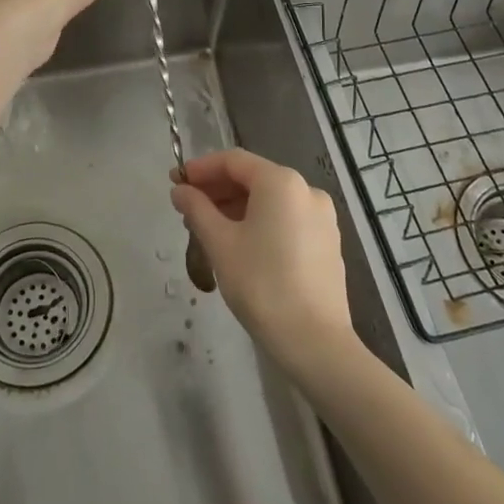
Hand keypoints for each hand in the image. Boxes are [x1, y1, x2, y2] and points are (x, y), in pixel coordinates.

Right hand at [171, 149, 352, 373]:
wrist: (315, 341)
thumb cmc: (261, 284)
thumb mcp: (220, 243)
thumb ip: (197, 209)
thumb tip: (180, 190)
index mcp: (281, 182)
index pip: (233, 161)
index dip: (201, 169)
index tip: (175, 182)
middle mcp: (306, 190)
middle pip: (253, 178)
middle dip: (217, 190)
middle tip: (187, 209)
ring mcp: (321, 217)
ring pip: (270, 200)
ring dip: (236, 207)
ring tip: (208, 230)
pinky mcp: (327, 242)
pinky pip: (286, 218)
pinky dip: (260, 222)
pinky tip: (240, 244)